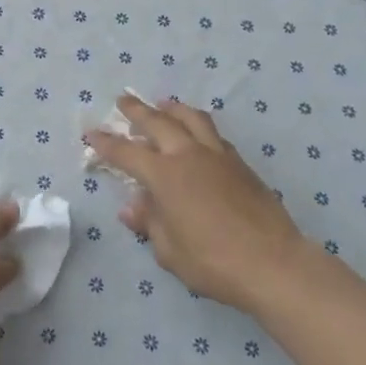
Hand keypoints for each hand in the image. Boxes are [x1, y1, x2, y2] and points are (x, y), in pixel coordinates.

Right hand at [86, 94, 304, 312]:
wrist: (273, 264)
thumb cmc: (213, 261)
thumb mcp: (168, 250)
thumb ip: (150, 223)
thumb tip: (132, 208)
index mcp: (165, 175)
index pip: (126, 152)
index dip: (106, 142)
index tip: (91, 132)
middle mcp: (188, 155)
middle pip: (158, 121)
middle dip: (137, 110)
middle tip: (124, 101)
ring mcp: (218, 156)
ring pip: (192, 118)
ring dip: (173, 109)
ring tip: (164, 105)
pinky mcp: (241, 164)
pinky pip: (214, 134)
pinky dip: (199, 127)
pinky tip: (198, 134)